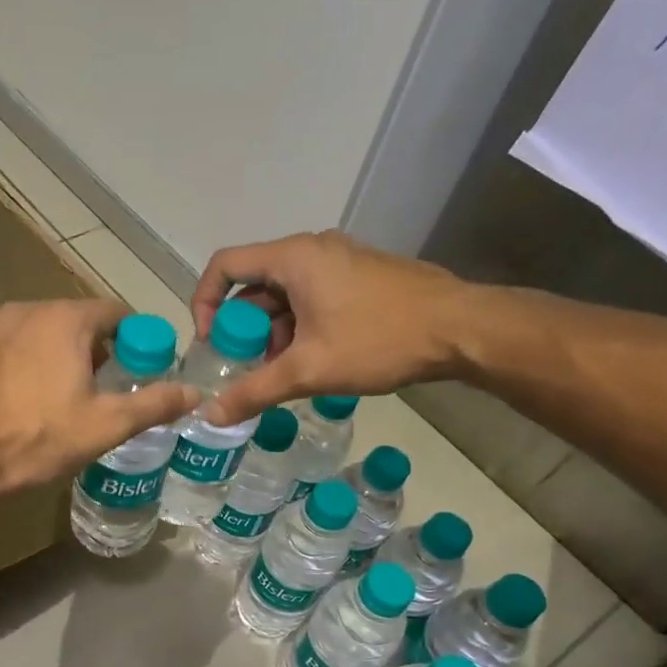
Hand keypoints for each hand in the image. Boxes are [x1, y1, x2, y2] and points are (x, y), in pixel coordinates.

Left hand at [0, 299, 198, 496]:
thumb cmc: (36, 440)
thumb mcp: (105, 425)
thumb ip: (154, 404)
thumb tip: (195, 392)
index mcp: (65, 319)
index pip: (117, 313)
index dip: (138, 340)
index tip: (145, 371)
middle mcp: (30, 310)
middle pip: (83, 322)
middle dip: (104, 352)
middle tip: (115, 392)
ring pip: (51, 334)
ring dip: (71, 358)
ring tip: (79, 401)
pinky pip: (23, 347)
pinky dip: (40, 364)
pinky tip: (40, 401)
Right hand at [192, 231, 470, 425]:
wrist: (462, 329)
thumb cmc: (378, 340)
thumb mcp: (309, 370)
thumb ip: (255, 391)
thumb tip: (209, 416)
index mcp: (293, 257)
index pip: (224, 266)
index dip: (204, 303)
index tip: (210, 345)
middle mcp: (312, 250)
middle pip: (254, 284)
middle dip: (241, 329)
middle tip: (243, 369)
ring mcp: (340, 261)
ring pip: (285, 296)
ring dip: (272, 334)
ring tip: (280, 374)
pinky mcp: (360, 277)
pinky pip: (312, 298)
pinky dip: (299, 328)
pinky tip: (312, 363)